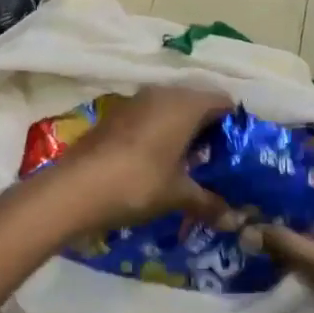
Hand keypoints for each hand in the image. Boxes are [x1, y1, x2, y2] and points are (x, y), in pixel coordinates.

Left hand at [59, 85, 234, 228]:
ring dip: (181, 131)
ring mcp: (134, 101)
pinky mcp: (114, 115)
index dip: (235, 125)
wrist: (74, 189)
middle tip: (216, 160)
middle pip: (196, 103)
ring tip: (188, 164)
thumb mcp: (178, 195)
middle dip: (208, 129)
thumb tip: (234, 220)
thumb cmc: (138, 183)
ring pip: (170, 109)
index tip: (239, 152)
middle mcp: (162, 92)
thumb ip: (209, 202)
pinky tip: (158, 162)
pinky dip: (158, 133)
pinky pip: (148, 117)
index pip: (223, 102)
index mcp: (186, 103)